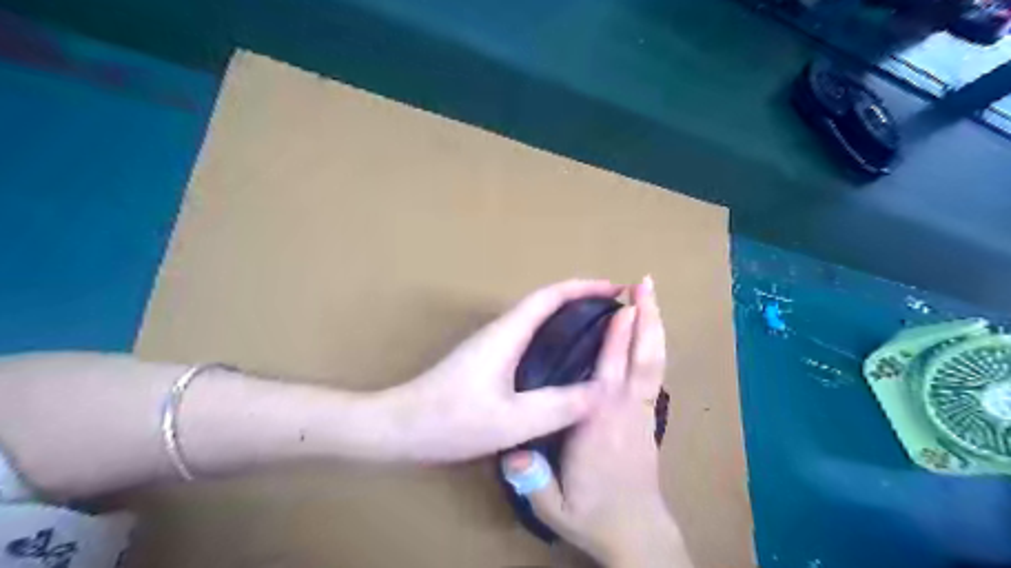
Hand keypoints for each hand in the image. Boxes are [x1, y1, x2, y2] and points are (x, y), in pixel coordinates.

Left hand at [374, 278, 621, 461]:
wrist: (397, 428)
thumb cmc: (450, 421)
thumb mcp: (512, 420)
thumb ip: (558, 406)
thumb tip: (604, 390)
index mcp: (507, 334)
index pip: (549, 296)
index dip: (583, 286)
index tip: (615, 288)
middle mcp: (499, 331)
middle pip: (544, 303)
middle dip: (580, 299)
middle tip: (613, 312)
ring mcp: (490, 346)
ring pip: (535, 320)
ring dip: (566, 317)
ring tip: (597, 333)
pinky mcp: (484, 362)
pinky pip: (527, 339)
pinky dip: (551, 338)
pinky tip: (561, 362)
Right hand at [498, 277, 691, 564]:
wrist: (638, 534)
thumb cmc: (594, 515)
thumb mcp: (557, 508)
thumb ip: (534, 482)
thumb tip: (511, 453)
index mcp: (599, 423)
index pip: (610, 373)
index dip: (618, 339)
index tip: (621, 306)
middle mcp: (625, 409)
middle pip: (640, 357)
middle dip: (645, 317)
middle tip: (646, 283)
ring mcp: (642, 411)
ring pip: (652, 361)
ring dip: (653, 325)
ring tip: (651, 295)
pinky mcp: (648, 416)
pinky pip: (653, 371)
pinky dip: (652, 345)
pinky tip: (648, 330)